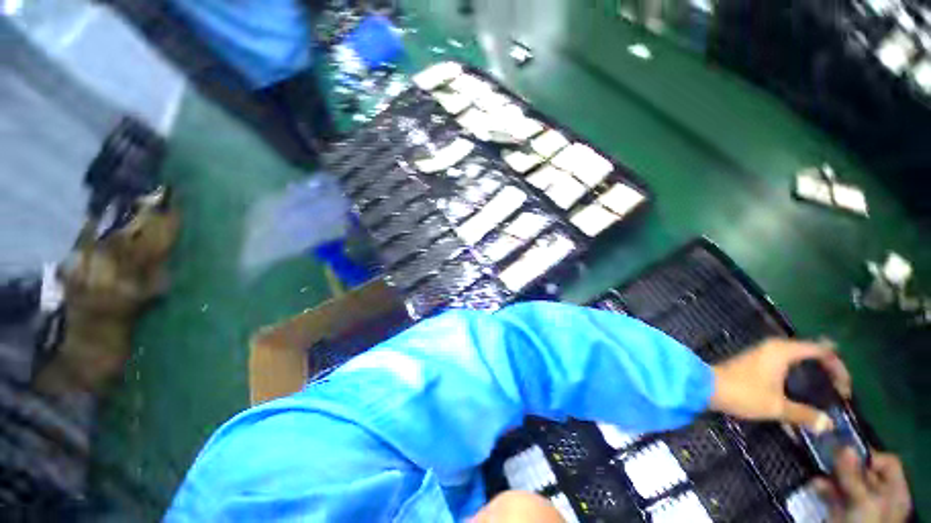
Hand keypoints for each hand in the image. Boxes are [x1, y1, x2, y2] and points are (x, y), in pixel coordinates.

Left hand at [709, 338, 850, 431]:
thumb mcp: (777, 407)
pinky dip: (798, 373)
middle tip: (839, 391)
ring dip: (813, 372)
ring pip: (798, 358)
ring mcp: (764, 352)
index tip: (846, 389)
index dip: (838, 367)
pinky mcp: (756, 361)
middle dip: (828, 370)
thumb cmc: (743, 393)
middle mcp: (775, 347)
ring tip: (826, 391)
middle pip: (811, 352)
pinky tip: (802, 389)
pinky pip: (786, 363)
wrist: (705, 386)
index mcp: (783, 350)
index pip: (821, 350)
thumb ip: (804, 414)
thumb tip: (828, 425)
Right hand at [814, 448, 910, 522]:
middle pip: (862, 471)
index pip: (886, 462)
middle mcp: (879, 496)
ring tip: (817, 472)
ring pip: (844, 482)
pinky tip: (814, 486)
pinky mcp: (842, 512)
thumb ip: (853, 475)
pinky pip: (833, 494)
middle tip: (825, 457)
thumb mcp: (863, 501)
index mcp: (894, 492)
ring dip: (829, 475)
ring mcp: (859, 506)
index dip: (867, 455)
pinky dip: (823, 487)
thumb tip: (843, 446)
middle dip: (842, 465)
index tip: (845, 451)